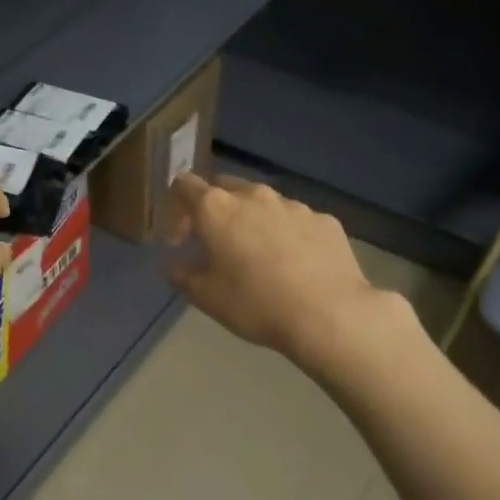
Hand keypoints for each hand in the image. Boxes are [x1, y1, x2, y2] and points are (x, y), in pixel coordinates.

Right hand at [165, 172, 407, 371]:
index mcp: (216, 209)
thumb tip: (171, 263)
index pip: (184, 185)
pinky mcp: (324, 219)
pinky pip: (294, 220)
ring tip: (257, 257)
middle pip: (223, 187)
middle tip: (214, 245)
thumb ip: (181, 274)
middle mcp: (254, 195)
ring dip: (250, 221)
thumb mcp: (206, 297)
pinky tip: (292, 264)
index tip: (179, 241)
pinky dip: (284, 234)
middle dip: (213, 210)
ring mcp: (293, 205)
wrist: (329, 314)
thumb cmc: (256, 304)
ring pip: (261, 203)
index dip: (175, 209)